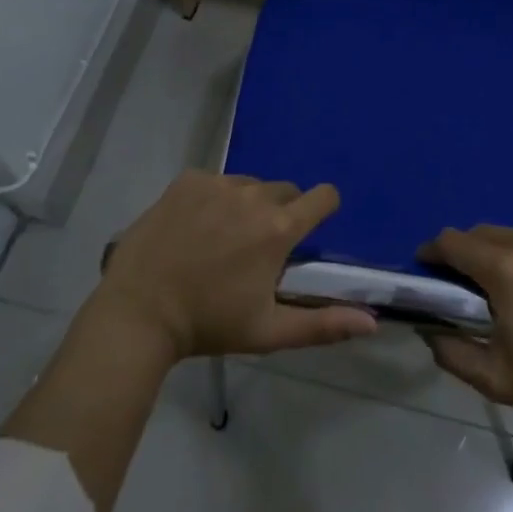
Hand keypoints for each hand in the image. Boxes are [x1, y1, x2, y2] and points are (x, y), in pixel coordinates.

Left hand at [94, 170, 376, 360]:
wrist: (139, 312)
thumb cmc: (209, 324)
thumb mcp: (269, 331)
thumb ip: (324, 324)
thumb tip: (372, 322)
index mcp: (279, 228)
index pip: (323, 196)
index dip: (323, 208)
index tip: (310, 227)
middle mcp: (254, 195)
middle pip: (285, 191)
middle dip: (280, 213)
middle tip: (257, 247)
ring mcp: (218, 183)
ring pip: (249, 185)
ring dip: (246, 205)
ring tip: (221, 238)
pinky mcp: (188, 180)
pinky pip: (215, 181)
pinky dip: (213, 199)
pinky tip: (194, 228)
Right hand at [419, 226, 512, 442]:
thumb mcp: (498, 380)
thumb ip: (453, 353)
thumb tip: (430, 331)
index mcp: (505, 270)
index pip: (453, 241)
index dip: (434, 252)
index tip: (429, 268)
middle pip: (484, 233)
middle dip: (468, 253)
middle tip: (471, 287)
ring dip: (506, 256)